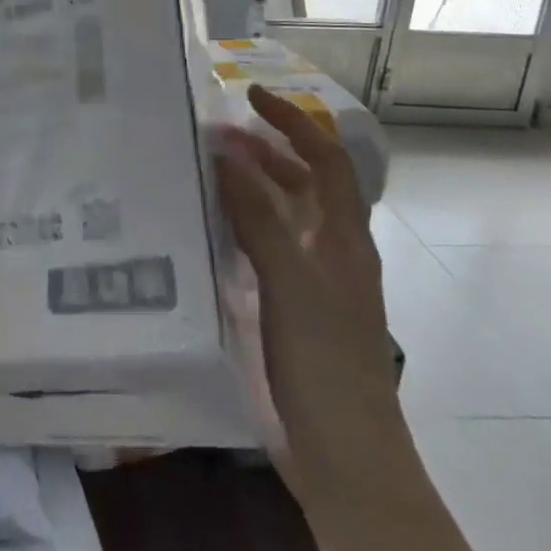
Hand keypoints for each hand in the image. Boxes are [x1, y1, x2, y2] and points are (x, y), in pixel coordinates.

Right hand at [216, 85, 404, 502]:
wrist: (345, 454)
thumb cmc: (324, 361)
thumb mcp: (289, 282)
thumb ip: (259, 217)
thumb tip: (228, 156)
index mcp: (343, 236)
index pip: (325, 158)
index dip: (293, 122)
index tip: (251, 97)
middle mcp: (331, 249)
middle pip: (303, 182)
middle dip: (266, 149)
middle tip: (215, 134)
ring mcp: (313, 280)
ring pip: (284, 214)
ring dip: (252, 185)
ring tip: (206, 169)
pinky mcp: (293, 306)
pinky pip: (267, 247)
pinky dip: (242, 224)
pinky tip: (209, 227)